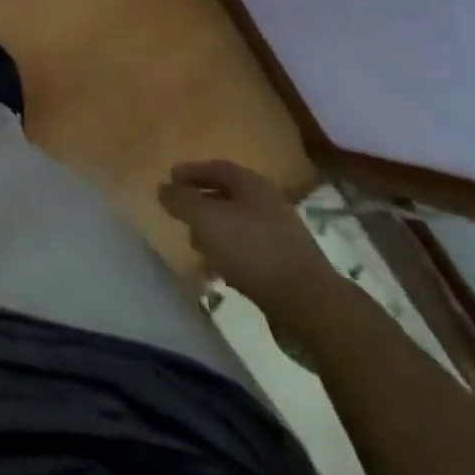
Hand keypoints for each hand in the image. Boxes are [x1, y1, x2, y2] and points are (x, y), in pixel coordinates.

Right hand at [158, 160, 342, 331]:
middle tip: (180, 214)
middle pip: (228, 196)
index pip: (215, 168)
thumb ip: (182, 201)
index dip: (191, 172)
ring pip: (238, 226)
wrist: (311, 306)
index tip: (170, 179)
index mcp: (251, 184)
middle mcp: (268, 203)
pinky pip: (250, 254)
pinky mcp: (287, 269)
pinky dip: (230, 257)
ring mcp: (280, 237)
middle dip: (202, 203)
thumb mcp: (207, 220)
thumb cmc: (253, 251)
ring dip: (215, 233)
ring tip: (196, 247)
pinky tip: (221, 274)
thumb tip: (163, 188)